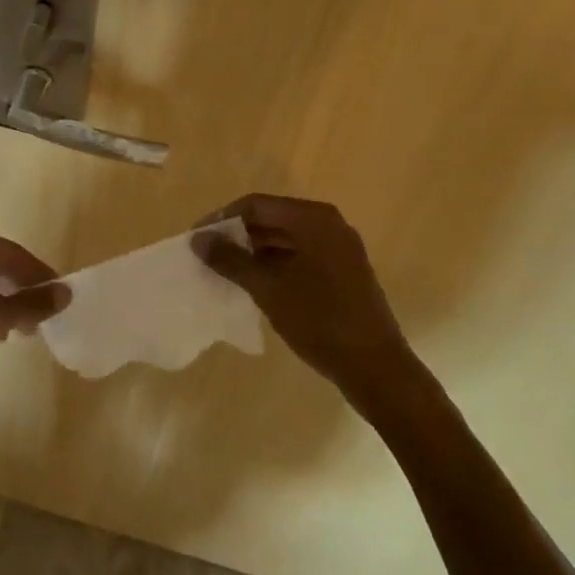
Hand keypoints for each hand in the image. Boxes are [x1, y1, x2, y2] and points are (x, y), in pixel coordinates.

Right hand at [192, 194, 406, 401]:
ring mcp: (339, 249)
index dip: (222, 219)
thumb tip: (198, 239)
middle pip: (271, 219)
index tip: (197, 239)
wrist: (378, 370)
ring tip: (224, 271)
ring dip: (254, 251)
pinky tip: (254, 284)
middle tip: (207, 256)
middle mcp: (328, 224)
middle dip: (237, 235)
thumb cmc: (320, 320)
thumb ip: (231, 260)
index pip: (256, 205)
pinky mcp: (343, 272)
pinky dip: (275, 264)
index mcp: (313, 218)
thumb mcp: (268, 288)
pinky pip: (300, 256)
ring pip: (285, 239)